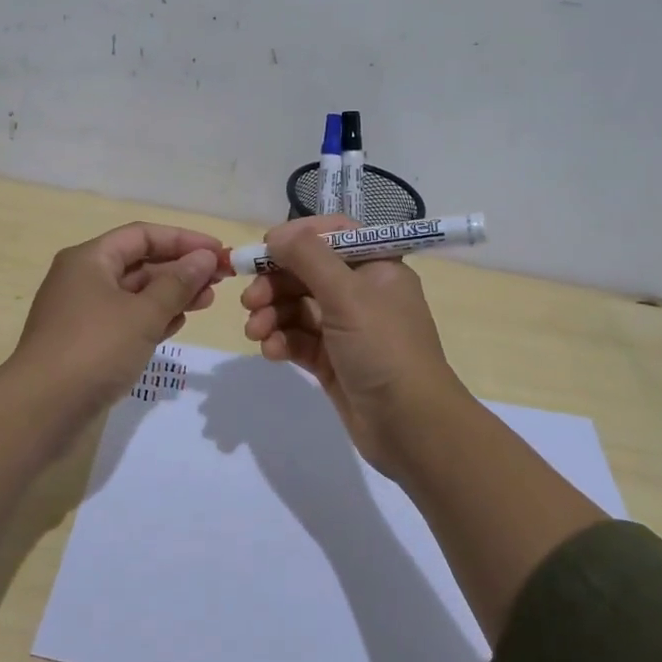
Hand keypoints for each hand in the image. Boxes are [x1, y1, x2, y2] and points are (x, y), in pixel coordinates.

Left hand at [10, 222, 229, 428]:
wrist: (40, 410)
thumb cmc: (94, 350)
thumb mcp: (143, 314)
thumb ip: (178, 283)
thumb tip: (205, 257)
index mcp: (90, 259)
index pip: (143, 235)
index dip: (184, 240)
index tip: (219, 252)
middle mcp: (83, 278)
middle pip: (139, 262)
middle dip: (180, 269)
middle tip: (219, 282)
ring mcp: (82, 311)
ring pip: (134, 293)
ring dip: (170, 295)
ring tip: (205, 304)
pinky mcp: (85, 342)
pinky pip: (125, 319)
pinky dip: (151, 318)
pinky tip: (177, 325)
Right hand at [239, 216, 466, 476]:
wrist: (412, 427)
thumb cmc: (385, 349)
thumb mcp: (348, 295)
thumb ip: (309, 258)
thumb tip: (278, 234)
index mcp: (376, 267)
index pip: (333, 234)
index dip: (298, 237)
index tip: (265, 248)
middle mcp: (362, 292)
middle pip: (307, 272)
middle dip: (275, 282)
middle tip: (249, 300)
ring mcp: (346, 328)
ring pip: (298, 307)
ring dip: (272, 314)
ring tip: (255, 331)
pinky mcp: (332, 360)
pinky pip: (298, 339)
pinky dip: (281, 340)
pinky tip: (270, 350)